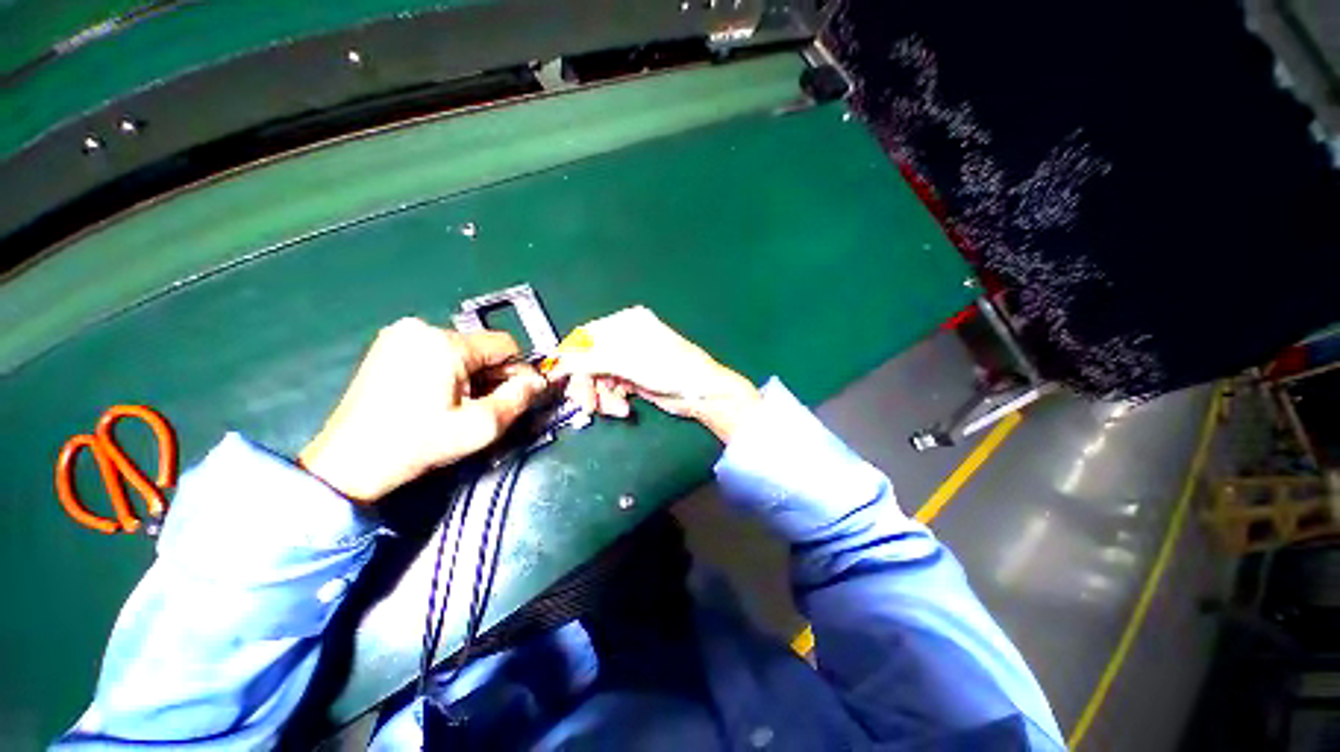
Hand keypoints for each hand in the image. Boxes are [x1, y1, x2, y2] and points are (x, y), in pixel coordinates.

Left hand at [299, 318, 546, 502]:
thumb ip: (518, 399)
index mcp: (444, 343)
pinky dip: (449, 372)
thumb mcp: (479, 427)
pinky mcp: (388, 347)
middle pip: (482, 348)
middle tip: (484, 407)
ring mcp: (399, 335)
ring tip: (458, 406)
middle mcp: (421, 328)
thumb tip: (539, 382)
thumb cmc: (417, 444)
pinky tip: (438, 397)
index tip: (514, 398)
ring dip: (472, 376)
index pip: (505, 345)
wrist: (348, 464)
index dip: (517, 372)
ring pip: (463, 352)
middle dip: (492, 376)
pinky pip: (438, 353)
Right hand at [553, 306, 760, 441]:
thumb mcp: (625, 362)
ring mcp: (630, 359)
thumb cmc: (667, 368)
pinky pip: (611, 388)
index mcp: (626, 323)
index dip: (569, 359)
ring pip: (599, 377)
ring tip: (615, 410)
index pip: (585, 337)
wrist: (700, 392)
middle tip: (586, 406)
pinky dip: (612, 400)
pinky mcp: (633, 378)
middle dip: (588, 384)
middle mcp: (626, 338)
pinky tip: (624, 409)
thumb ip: (588, 360)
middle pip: (590, 360)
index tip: (556, 379)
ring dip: (602, 397)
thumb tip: (556, 361)